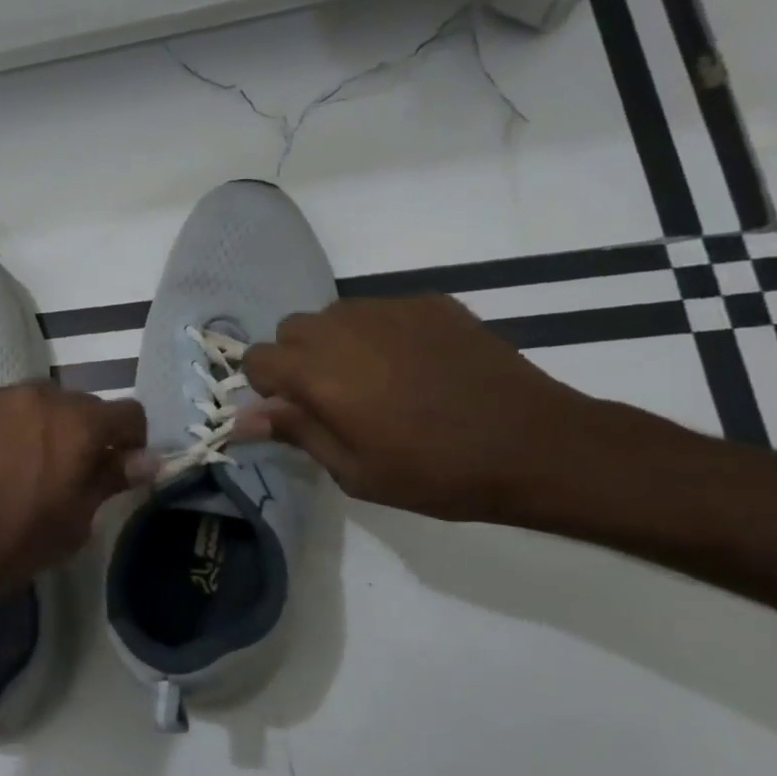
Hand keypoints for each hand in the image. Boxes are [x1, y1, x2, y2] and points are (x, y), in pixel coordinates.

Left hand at [0, 381, 149, 612]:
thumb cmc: (10, 541)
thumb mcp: (73, 523)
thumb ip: (110, 480)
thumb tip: (148, 460)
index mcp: (79, 424)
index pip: (129, 414)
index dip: (132, 442)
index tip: (119, 470)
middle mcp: (44, 397)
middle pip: (85, 406)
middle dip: (89, 434)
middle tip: (72, 474)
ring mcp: (2, 396)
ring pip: (44, 405)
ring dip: (49, 428)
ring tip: (29, 467)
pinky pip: (8, 409)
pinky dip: (14, 428)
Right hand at [238, 295, 604, 522]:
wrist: (534, 445)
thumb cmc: (435, 472)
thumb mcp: (354, 471)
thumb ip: (295, 432)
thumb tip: (242, 418)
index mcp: (317, 372)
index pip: (256, 358)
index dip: (266, 387)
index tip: (295, 412)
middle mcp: (342, 328)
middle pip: (291, 329)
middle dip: (298, 359)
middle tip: (335, 399)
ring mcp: (388, 309)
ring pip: (334, 315)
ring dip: (337, 343)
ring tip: (378, 381)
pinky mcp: (428, 303)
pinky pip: (381, 310)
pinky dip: (381, 333)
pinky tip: (417, 367)